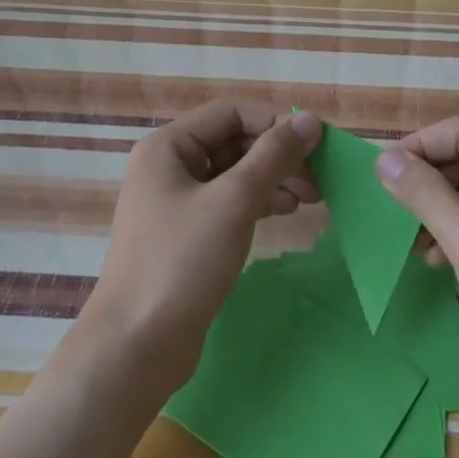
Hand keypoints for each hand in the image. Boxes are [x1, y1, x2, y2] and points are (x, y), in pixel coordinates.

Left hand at [81, 102, 322, 390]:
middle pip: (234, 142)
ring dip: (275, 179)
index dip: (275, 123)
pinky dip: (260, 202)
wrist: (137, 344)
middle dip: (279, 155)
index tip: (316, 146)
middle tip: (321, 176)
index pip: (232, 113)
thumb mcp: (234, 201)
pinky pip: (229, 203)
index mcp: (169, 146)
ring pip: (236, 175)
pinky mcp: (188, 235)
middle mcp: (170, 167)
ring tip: (313, 197)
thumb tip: (310, 120)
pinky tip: (287, 211)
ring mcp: (177, 203)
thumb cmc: (182, 261)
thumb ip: (274, 155)